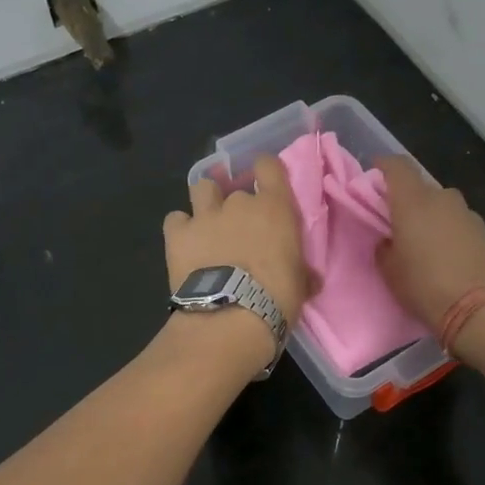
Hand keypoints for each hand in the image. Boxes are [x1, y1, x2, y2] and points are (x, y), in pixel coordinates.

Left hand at [163, 152, 310, 337]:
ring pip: (201, 189)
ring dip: (205, 202)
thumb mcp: (300, 284)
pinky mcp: (177, 234)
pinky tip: (185, 245)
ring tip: (207, 224)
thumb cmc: (277, 299)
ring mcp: (205, 215)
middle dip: (236, 204)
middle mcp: (239, 202)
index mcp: (275, 208)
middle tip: (238, 228)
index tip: (265, 183)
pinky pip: (175, 219)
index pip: (269, 166)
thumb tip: (309, 279)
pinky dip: (180, 228)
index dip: (265, 171)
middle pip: (235, 187)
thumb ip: (302, 271)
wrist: (230, 318)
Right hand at [374, 156, 484, 334]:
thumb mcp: (390, 271)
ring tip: (425, 245)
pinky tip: (447, 258)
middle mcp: (443, 199)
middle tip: (398, 224)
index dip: (384, 166)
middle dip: (408, 201)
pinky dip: (450, 234)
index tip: (375, 174)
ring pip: (443, 207)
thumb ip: (385, 247)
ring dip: (432, 218)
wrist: (481, 310)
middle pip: (422, 189)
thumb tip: (390, 240)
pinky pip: (460, 225)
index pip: (397, 166)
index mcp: (413, 201)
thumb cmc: (425, 286)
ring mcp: (469, 215)